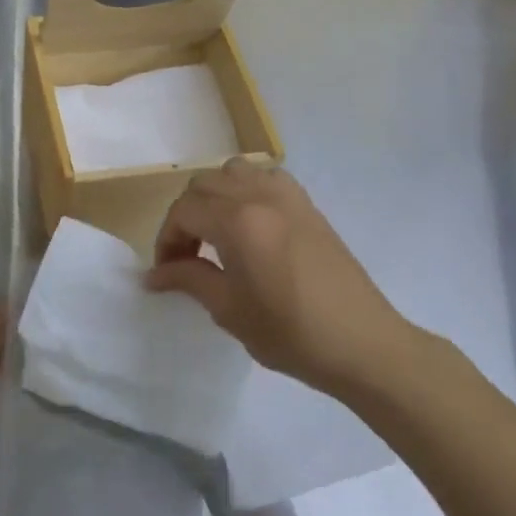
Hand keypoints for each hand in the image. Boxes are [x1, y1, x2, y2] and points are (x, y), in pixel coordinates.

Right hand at [146, 160, 415, 402]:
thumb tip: (154, 275)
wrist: (361, 344)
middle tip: (186, 256)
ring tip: (216, 233)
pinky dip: (247, 190)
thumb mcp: (229, 310)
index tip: (167, 273)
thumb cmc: (290, 333)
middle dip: (186, 216)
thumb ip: (189, 280)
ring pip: (235, 171)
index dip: (167, 240)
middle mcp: (261, 197)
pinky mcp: (308, 206)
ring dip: (215, 196)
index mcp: (238, 222)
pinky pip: (267, 177)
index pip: (184, 211)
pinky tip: (250, 224)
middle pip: (205, 184)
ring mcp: (289, 197)